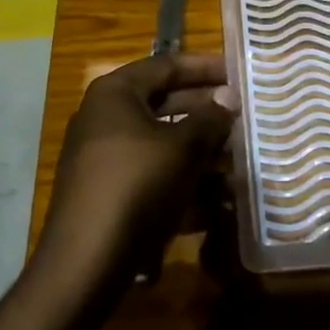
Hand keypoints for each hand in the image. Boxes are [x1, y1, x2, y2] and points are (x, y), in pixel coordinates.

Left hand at [32, 54, 238, 295]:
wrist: (85, 264)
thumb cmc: (137, 186)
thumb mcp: (182, 148)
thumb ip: (209, 119)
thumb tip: (228, 97)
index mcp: (116, 94)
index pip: (166, 65)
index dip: (205, 67)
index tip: (238, 73)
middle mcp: (106, 119)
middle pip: (165, 105)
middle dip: (207, 115)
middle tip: (244, 117)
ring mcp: (105, 160)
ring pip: (163, 146)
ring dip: (201, 155)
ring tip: (240, 164)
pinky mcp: (110, 196)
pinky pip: (154, 179)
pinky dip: (184, 186)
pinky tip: (220, 204)